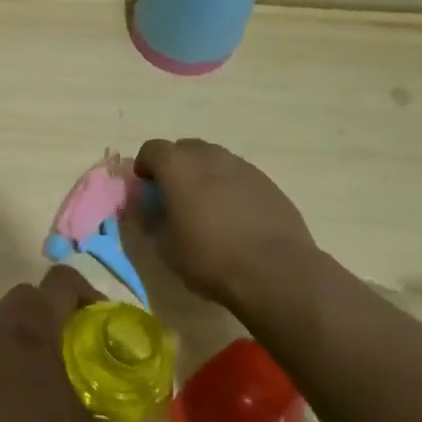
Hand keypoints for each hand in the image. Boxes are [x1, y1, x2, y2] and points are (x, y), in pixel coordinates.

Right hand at [134, 138, 317, 306]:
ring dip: (205, 175)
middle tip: (175, 196)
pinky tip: (235, 217)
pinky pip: (240, 176)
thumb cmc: (210, 257)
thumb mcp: (165, 246)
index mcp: (178, 167)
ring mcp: (244, 167)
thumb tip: (146, 209)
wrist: (276, 272)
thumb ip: (151, 220)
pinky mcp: (269, 183)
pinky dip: (230, 187)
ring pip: (215, 160)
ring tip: (206, 206)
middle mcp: (210, 157)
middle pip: (185, 148)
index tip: (146, 188)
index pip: (152, 149)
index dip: (145, 166)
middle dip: (176, 166)